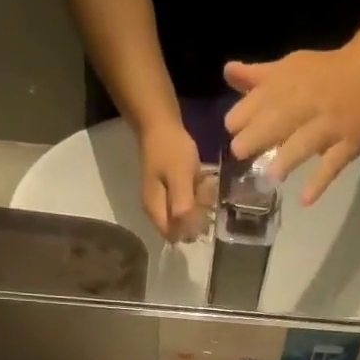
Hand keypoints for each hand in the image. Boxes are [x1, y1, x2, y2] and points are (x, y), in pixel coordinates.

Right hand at [136, 119, 206, 242]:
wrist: (159, 124)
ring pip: (185, 214)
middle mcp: (155, 211)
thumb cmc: (169, 149)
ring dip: (199, 203)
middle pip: (180, 227)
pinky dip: (196, 194)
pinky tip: (201, 180)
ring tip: (204, 183)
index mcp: (155, 211)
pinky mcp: (169, 191)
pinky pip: (186, 201)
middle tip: (205, 193)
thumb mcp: (180, 177)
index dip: (191, 229)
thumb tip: (187, 233)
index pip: (174, 236)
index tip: (204, 213)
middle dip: (197, 215)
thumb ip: (182, 206)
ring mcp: (162, 200)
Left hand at [223, 43, 359, 205]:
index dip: (243, 115)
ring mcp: (331, 124)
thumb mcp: (287, 71)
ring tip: (270, 176)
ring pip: (307, 141)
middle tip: (239, 153)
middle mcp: (309, 102)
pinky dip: (320, 181)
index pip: (260, 99)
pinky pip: (335, 163)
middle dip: (258, 135)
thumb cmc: (321, 76)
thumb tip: (227, 72)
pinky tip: (306, 200)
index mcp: (289, 83)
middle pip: (281, 119)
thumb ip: (256, 80)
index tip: (232, 130)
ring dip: (288, 158)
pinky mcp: (349, 142)